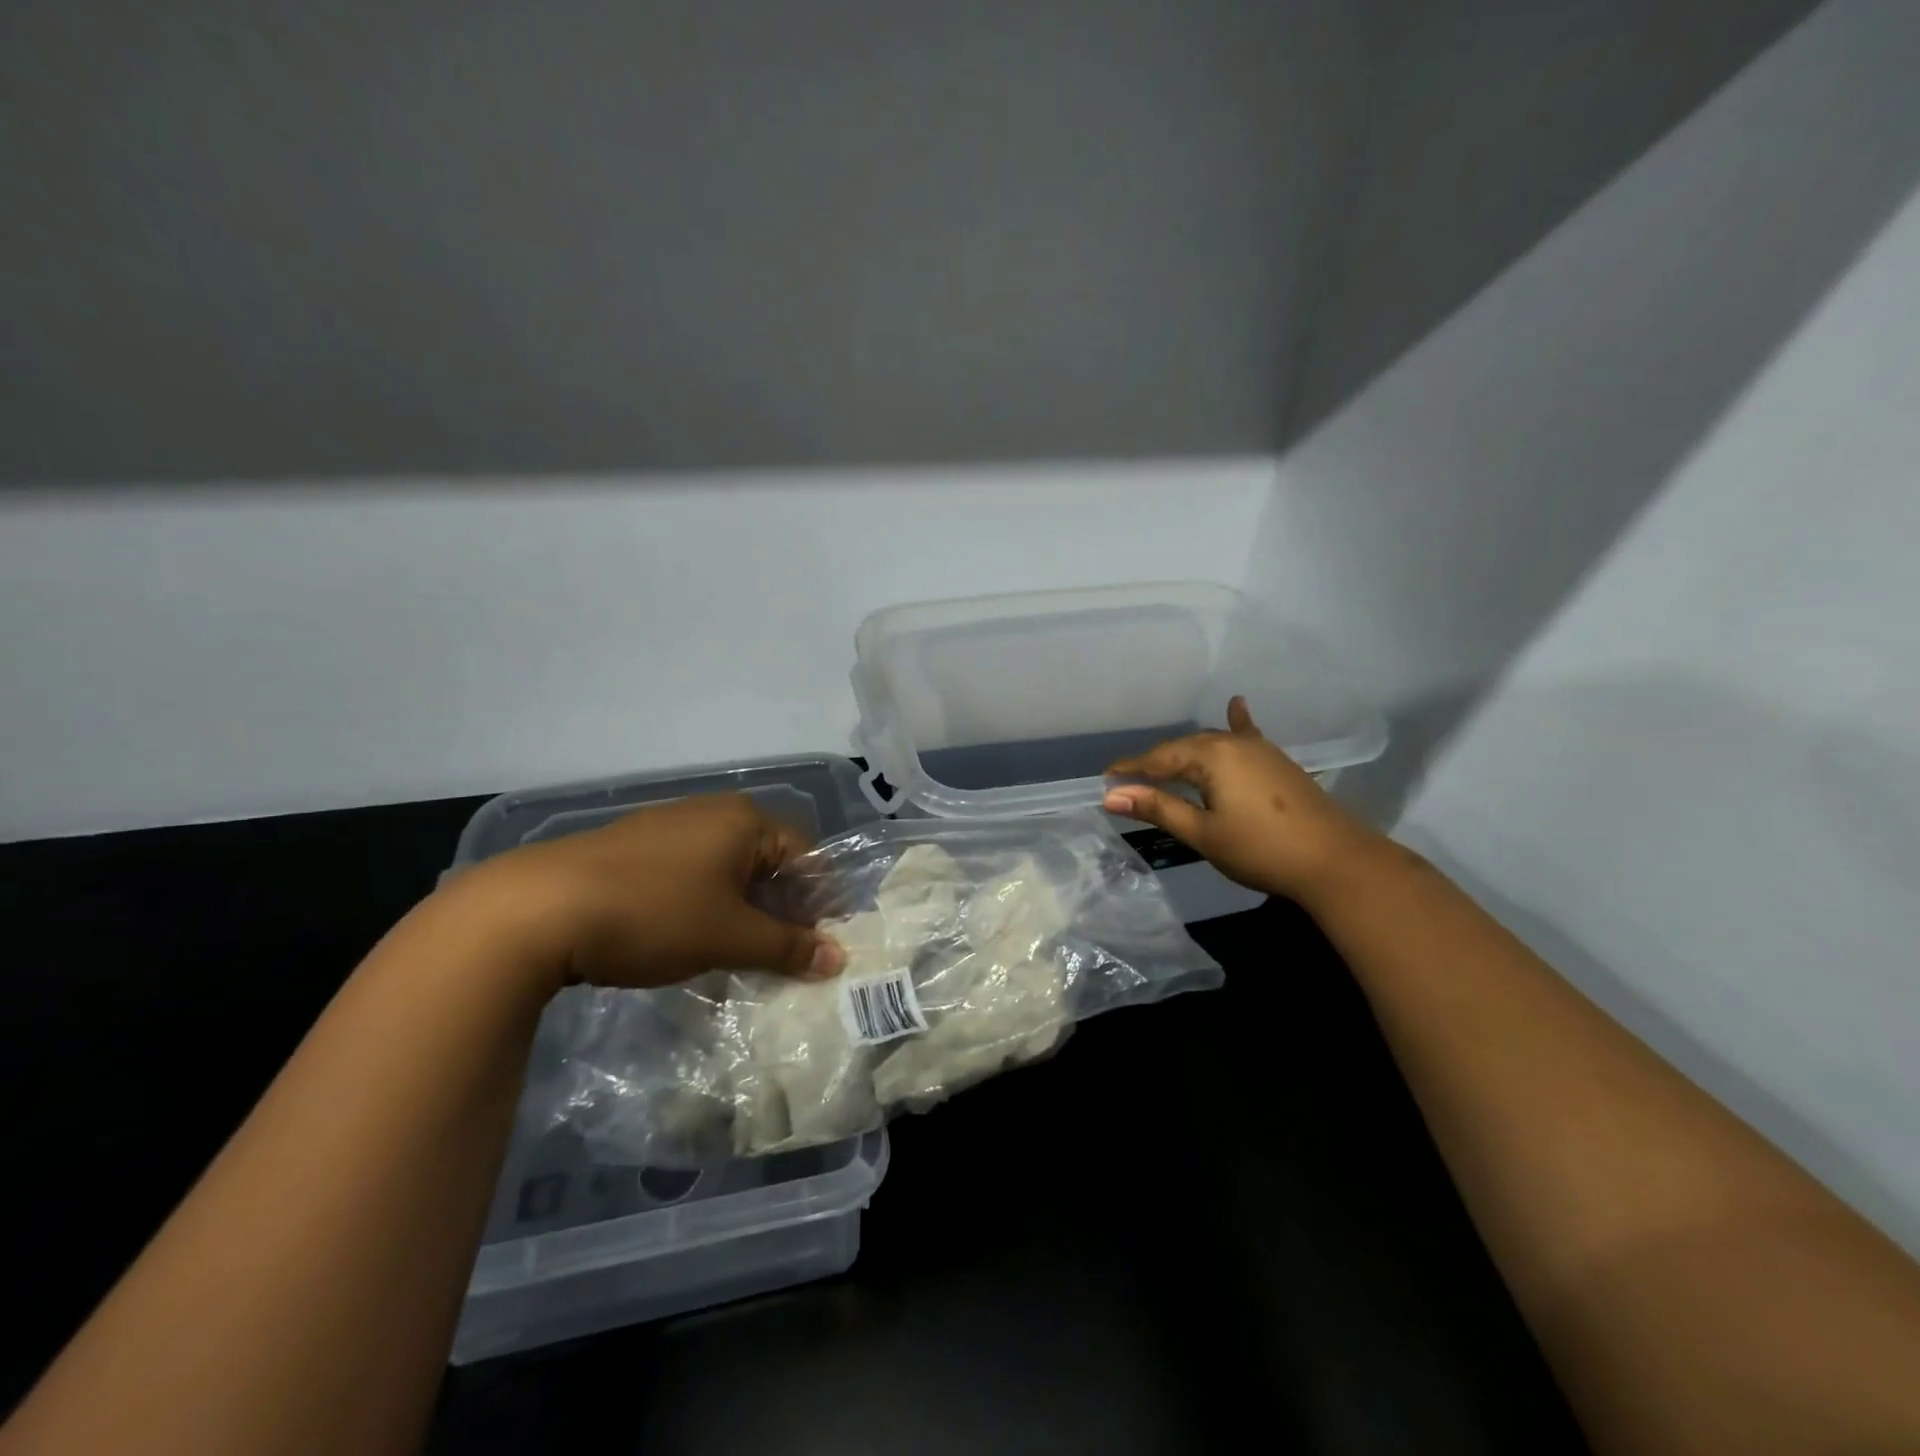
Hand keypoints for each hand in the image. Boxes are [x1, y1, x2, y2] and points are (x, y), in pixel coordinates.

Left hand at [448, 794, 845, 991]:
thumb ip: (788, 947)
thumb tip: (839, 957)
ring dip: (740, 911)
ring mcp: (668, 827)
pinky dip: (702, 905)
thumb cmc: (655, 913)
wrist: (539, 909)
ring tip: (734, 954)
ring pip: (726, 870)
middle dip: (779, 909)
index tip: (816, 947)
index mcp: (745, 821)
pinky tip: (684, 939)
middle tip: (780, 956)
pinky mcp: (633, 848)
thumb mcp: (730, 936)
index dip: (818, 901)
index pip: (806, 856)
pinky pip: (689, 873)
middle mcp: (712, 812)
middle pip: (767, 862)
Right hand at [1102, 696, 1389, 905]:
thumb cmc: (1261, 849)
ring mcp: (1259, 749)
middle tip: (1129, 783)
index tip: (1104, 780)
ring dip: (1184, 755)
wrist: (1336, 860)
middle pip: (1182, 749)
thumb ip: (1157, 808)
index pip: (1157, 759)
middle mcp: (1233, 742)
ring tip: (1162, 768)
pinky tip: (1235, 705)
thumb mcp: (1202, 832)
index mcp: (1211, 755)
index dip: (1130, 770)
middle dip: (1154, 764)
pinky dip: (1236, 723)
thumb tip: (1111, 796)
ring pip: (1210, 745)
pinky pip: (1246, 736)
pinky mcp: (1277, 761)